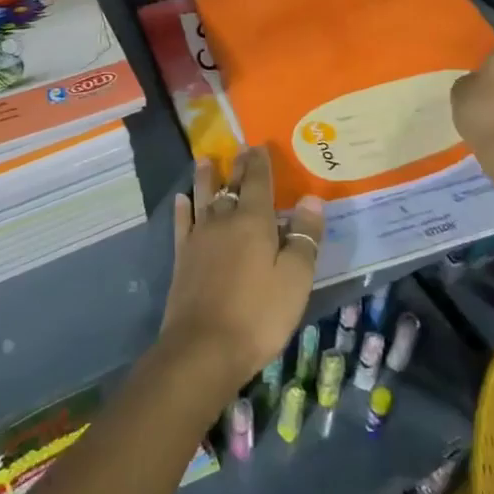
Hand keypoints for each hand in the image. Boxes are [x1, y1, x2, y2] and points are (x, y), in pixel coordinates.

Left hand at [159, 148, 324, 395]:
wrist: (204, 348)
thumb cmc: (258, 314)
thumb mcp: (295, 279)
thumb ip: (304, 237)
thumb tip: (312, 198)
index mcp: (253, 222)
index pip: (258, 182)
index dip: (260, 163)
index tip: (260, 145)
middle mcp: (223, 221)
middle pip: (231, 186)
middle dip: (238, 167)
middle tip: (239, 149)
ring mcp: (199, 239)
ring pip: (203, 198)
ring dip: (205, 178)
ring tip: (204, 160)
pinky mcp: (182, 259)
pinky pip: (182, 224)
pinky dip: (183, 209)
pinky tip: (181, 200)